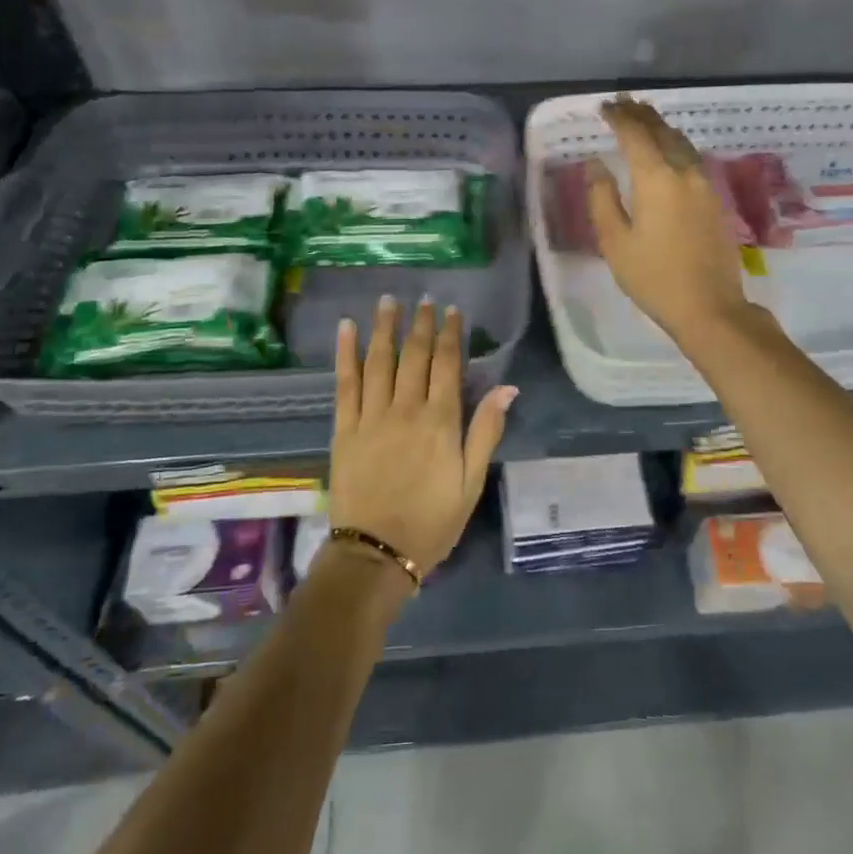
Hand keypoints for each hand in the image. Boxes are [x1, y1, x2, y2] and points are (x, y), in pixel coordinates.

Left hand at [329, 294, 515, 578]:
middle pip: (414, 356)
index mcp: (441, 421)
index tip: (451, 311)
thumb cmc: (432, 521)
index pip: (447, 365)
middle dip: (420, 324)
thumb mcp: (471, 483)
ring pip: (379, 361)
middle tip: (423, 300)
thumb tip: (507, 389)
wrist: (377, 553)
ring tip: (388, 301)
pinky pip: (345, 383)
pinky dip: (346, 354)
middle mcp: (406, 409)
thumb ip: (486, 432)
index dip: (450, 334)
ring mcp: (372, 416)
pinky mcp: (345, 428)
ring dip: (385, 328)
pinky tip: (347, 329)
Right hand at [587, 95, 756, 346]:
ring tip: (644, 118)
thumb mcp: (615, 242)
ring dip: (660, 127)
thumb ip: (602, 198)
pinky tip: (668, 150)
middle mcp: (684, 172)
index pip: (635, 134)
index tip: (603, 107)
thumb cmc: (653, 277)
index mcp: (656, 179)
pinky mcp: (715, 200)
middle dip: (641, 114)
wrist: (709, 307)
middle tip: (623, 102)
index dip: (618, 117)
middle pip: (662, 131)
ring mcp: (705, 185)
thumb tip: (596, 164)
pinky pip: (692, 158)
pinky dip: (674, 144)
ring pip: (681, 142)